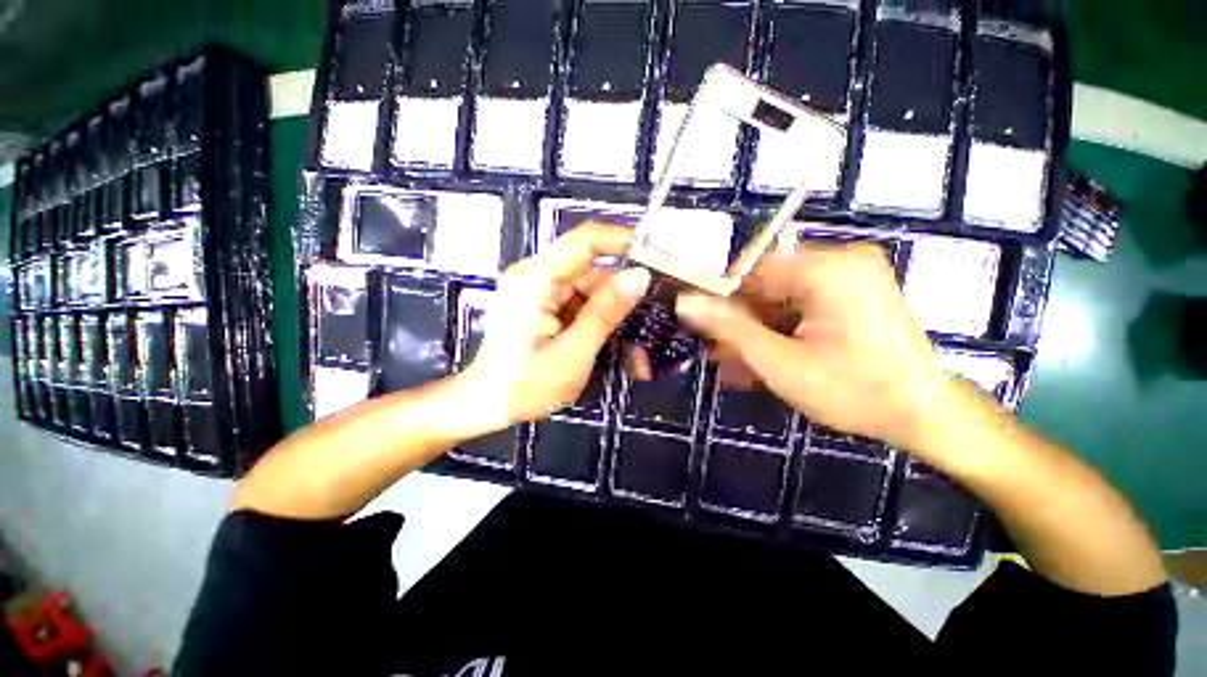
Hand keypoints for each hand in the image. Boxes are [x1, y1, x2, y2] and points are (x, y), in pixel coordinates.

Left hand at [462, 223, 650, 429]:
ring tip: (639, 353)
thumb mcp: (572, 353)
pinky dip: (602, 324)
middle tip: (657, 320)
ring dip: (616, 317)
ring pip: (592, 291)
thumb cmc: (524, 386)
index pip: (585, 241)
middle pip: (593, 271)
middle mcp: (537, 276)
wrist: (487, 405)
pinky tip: (619, 349)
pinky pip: (582, 305)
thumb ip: (605, 313)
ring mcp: (541, 291)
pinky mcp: (545, 305)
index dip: (622, 240)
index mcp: (536, 280)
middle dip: (625, 296)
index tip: (657, 254)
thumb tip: (639, 277)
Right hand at [675, 242, 949, 450]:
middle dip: (740, 323)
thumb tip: (684, 302)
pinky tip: (762, 358)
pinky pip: (800, 308)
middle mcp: (840, 262)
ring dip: (756, 331)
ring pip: (781, 301)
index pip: (750, 273)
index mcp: (827, 269)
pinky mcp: (853, 295)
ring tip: (735, 363)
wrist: (923, 416)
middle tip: (719, 352)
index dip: (720, 301)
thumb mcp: (779, 361)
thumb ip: (729, 328)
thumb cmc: (852, 391)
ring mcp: (850, 278)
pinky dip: (779, 332)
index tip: (700, 328)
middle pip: (766, 287)